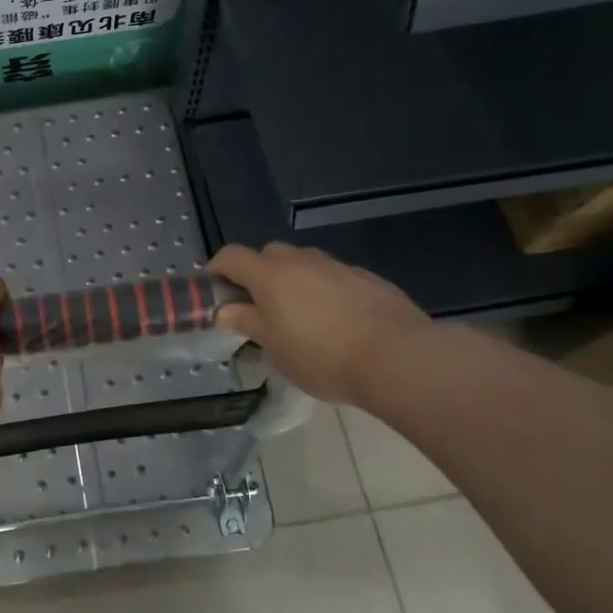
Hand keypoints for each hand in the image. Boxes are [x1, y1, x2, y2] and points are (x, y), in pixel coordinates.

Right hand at [207, 243, 432, 405]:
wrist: (399, 358)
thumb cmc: (323, 357)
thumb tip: (225, 309)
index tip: (214, 289)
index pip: (232, 256)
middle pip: (269, 254)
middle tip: (258, 305)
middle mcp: (302, 261)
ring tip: (299, 315)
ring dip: (293, 280)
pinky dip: (324, 290)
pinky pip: (334, 276)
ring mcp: (338, 266)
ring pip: (304, 263)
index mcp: (271, 276)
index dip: (217, 268)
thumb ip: (248, 323)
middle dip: (258, 273)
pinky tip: (336, 321)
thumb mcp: (275, 348)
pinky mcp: (368, 278)